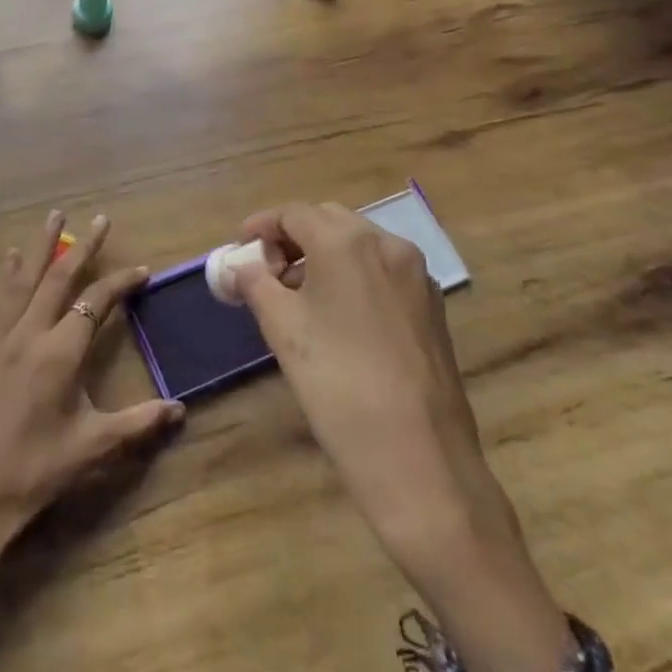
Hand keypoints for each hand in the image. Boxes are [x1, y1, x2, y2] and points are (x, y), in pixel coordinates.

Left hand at [0, 211, 183, 596]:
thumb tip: (181, 409)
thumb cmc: (32, 474)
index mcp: (59, 354)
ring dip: (40, 245)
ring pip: (23, 279)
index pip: (95, 303)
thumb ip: (138, 424)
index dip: (121, 283)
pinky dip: (8, 274)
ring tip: (52, 216)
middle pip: (58, 277)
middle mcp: (28, 334)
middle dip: (82, 246)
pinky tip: (9, 260)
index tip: (141, 270)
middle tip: (99, 217)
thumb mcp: (91, 449)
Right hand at [233, 202, 574, 671]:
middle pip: (328, 221)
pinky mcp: (432, 306)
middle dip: (292, 239)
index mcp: (346, 241)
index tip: (239, 250)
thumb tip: (240, 264)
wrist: (418, 457)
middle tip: (266, 273)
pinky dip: (353, 277)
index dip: (260, 226)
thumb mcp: (282, 328)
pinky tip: (337, 316)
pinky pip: (382, 272)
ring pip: (358, 245)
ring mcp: (416, 274)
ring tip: (297, 297)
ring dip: (323, 257)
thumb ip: (255, 282)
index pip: (293, 213)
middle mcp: (387, 244)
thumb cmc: (337, 383)